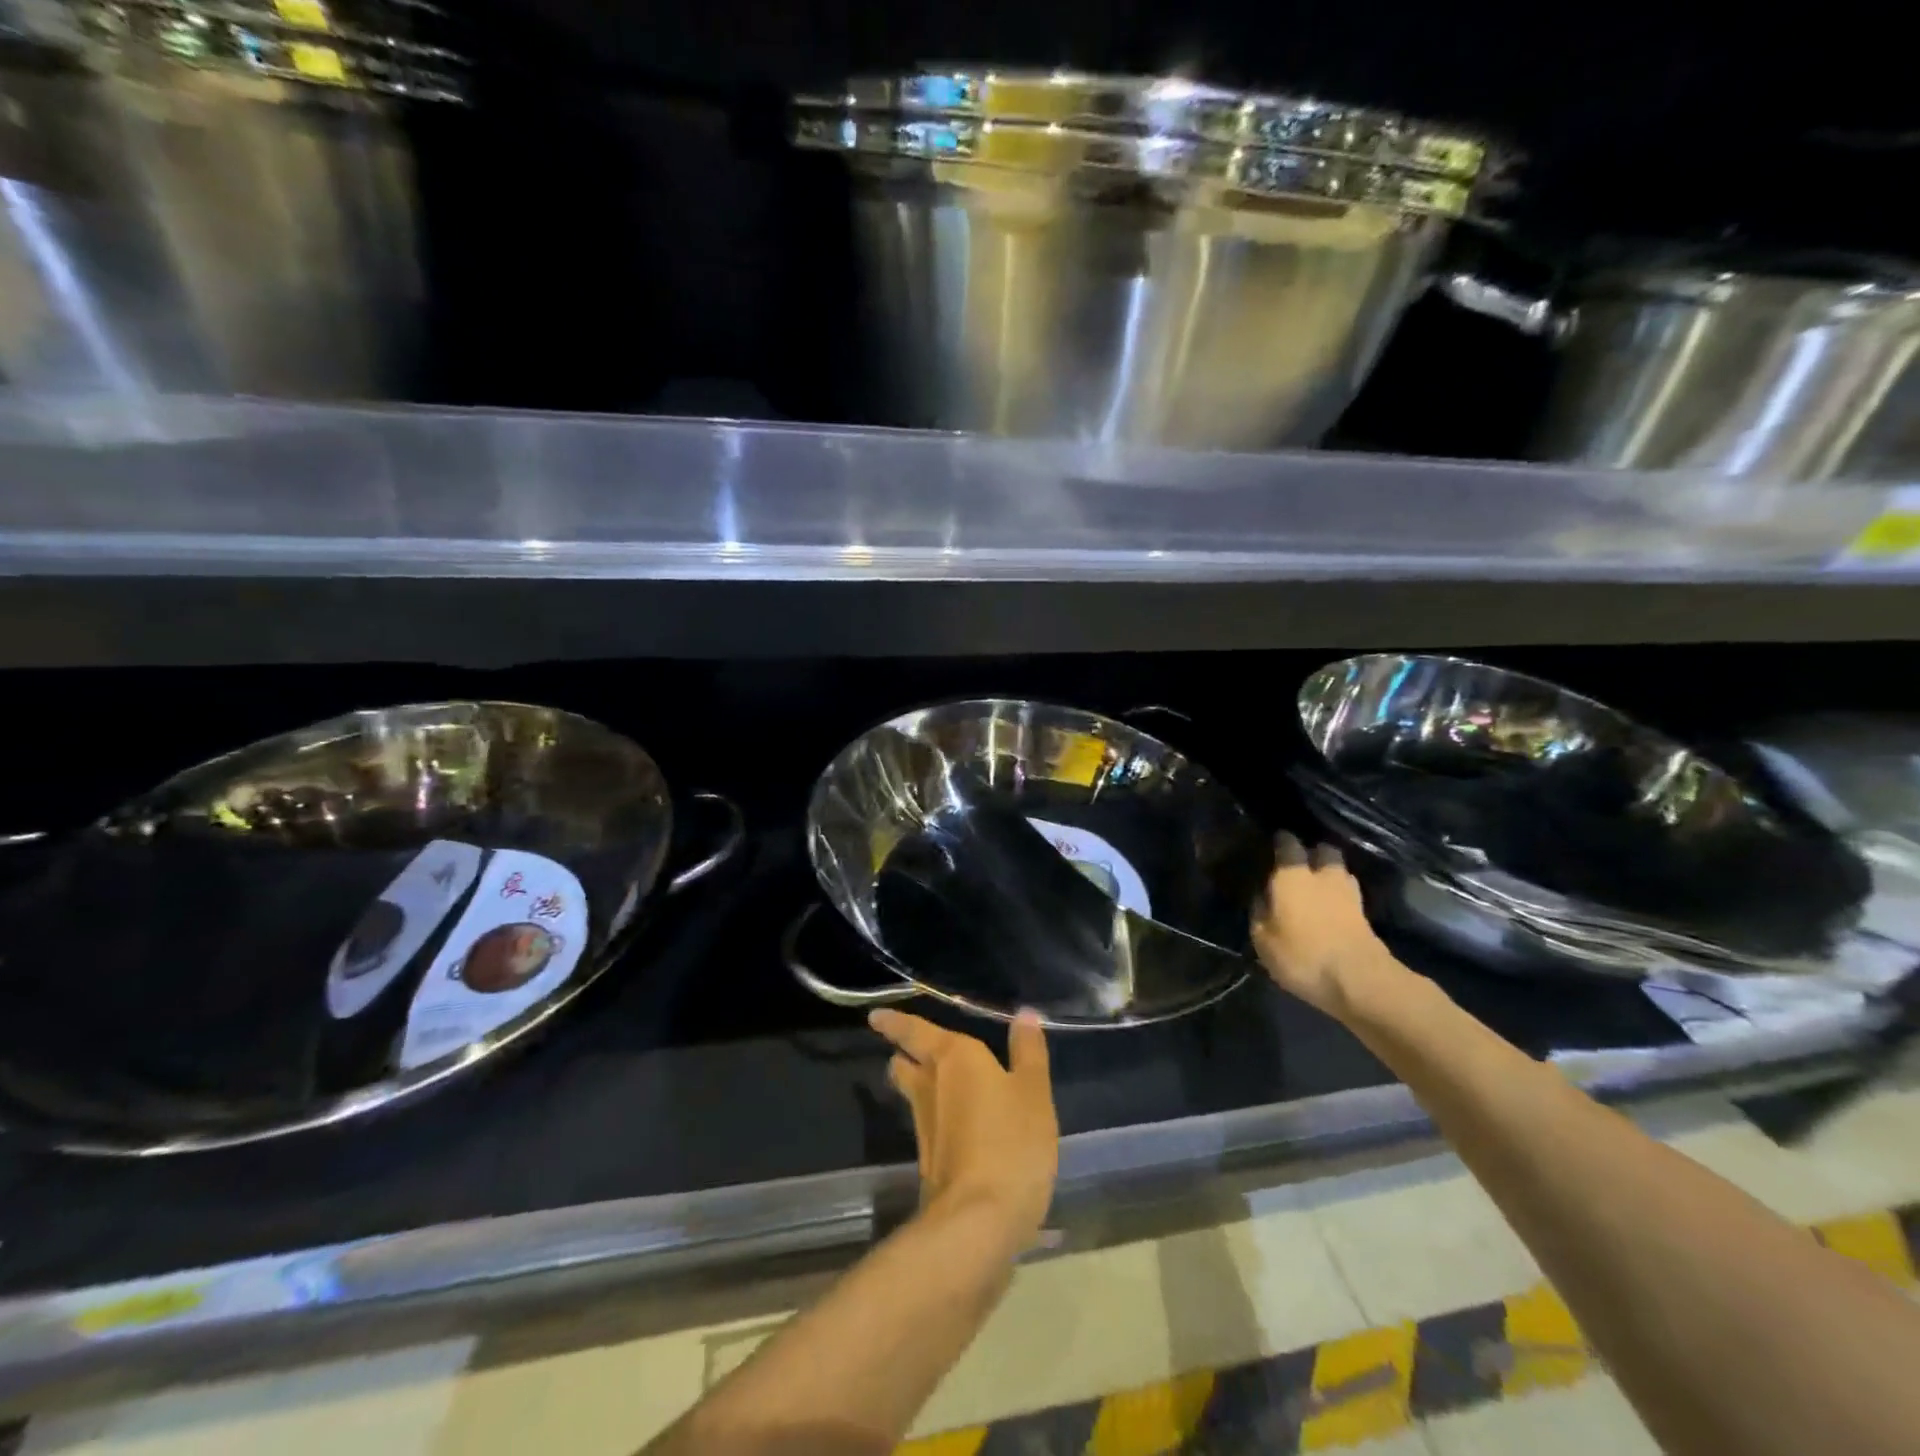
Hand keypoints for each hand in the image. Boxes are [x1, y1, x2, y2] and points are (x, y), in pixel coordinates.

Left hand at [869, 1009, 1058, 1253]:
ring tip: (933, 1080)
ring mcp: (924, 1127)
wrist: (978, 1221)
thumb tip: (1024, 1014)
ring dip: (916, 1085)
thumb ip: (1028, 1052)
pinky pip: (927, 1125)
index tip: (875, 1016)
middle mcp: (929, 1085)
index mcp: (952, 1057)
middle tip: (906, 1048)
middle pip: (904, 1063)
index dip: (894, 1022)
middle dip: (903, 1054)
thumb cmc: (1011, 1141)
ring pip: (912, 1095)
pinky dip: (935, 1117)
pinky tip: (955, 1124)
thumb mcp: (1033, 1092)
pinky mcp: (928, 1162)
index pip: (913, 1030)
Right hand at [1252, 832, 1405, 1019]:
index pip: (1288, 844)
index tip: (1274, 841)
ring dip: (1329, 872)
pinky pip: (1349, 892)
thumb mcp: (1263, 938)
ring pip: (1339, 870)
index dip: (1281, 840)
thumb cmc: (1302, 955)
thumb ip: (1260, 911)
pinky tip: (1332, 904)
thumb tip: (1261, 895)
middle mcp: (1322, 875)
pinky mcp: (1365, 914)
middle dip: (1313, 852)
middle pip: (1323, 850)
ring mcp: (1348, 893)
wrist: (1359, 980)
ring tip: (1317, 884)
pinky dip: (1340, 893)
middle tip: (1300, 863)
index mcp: (1292, 875)